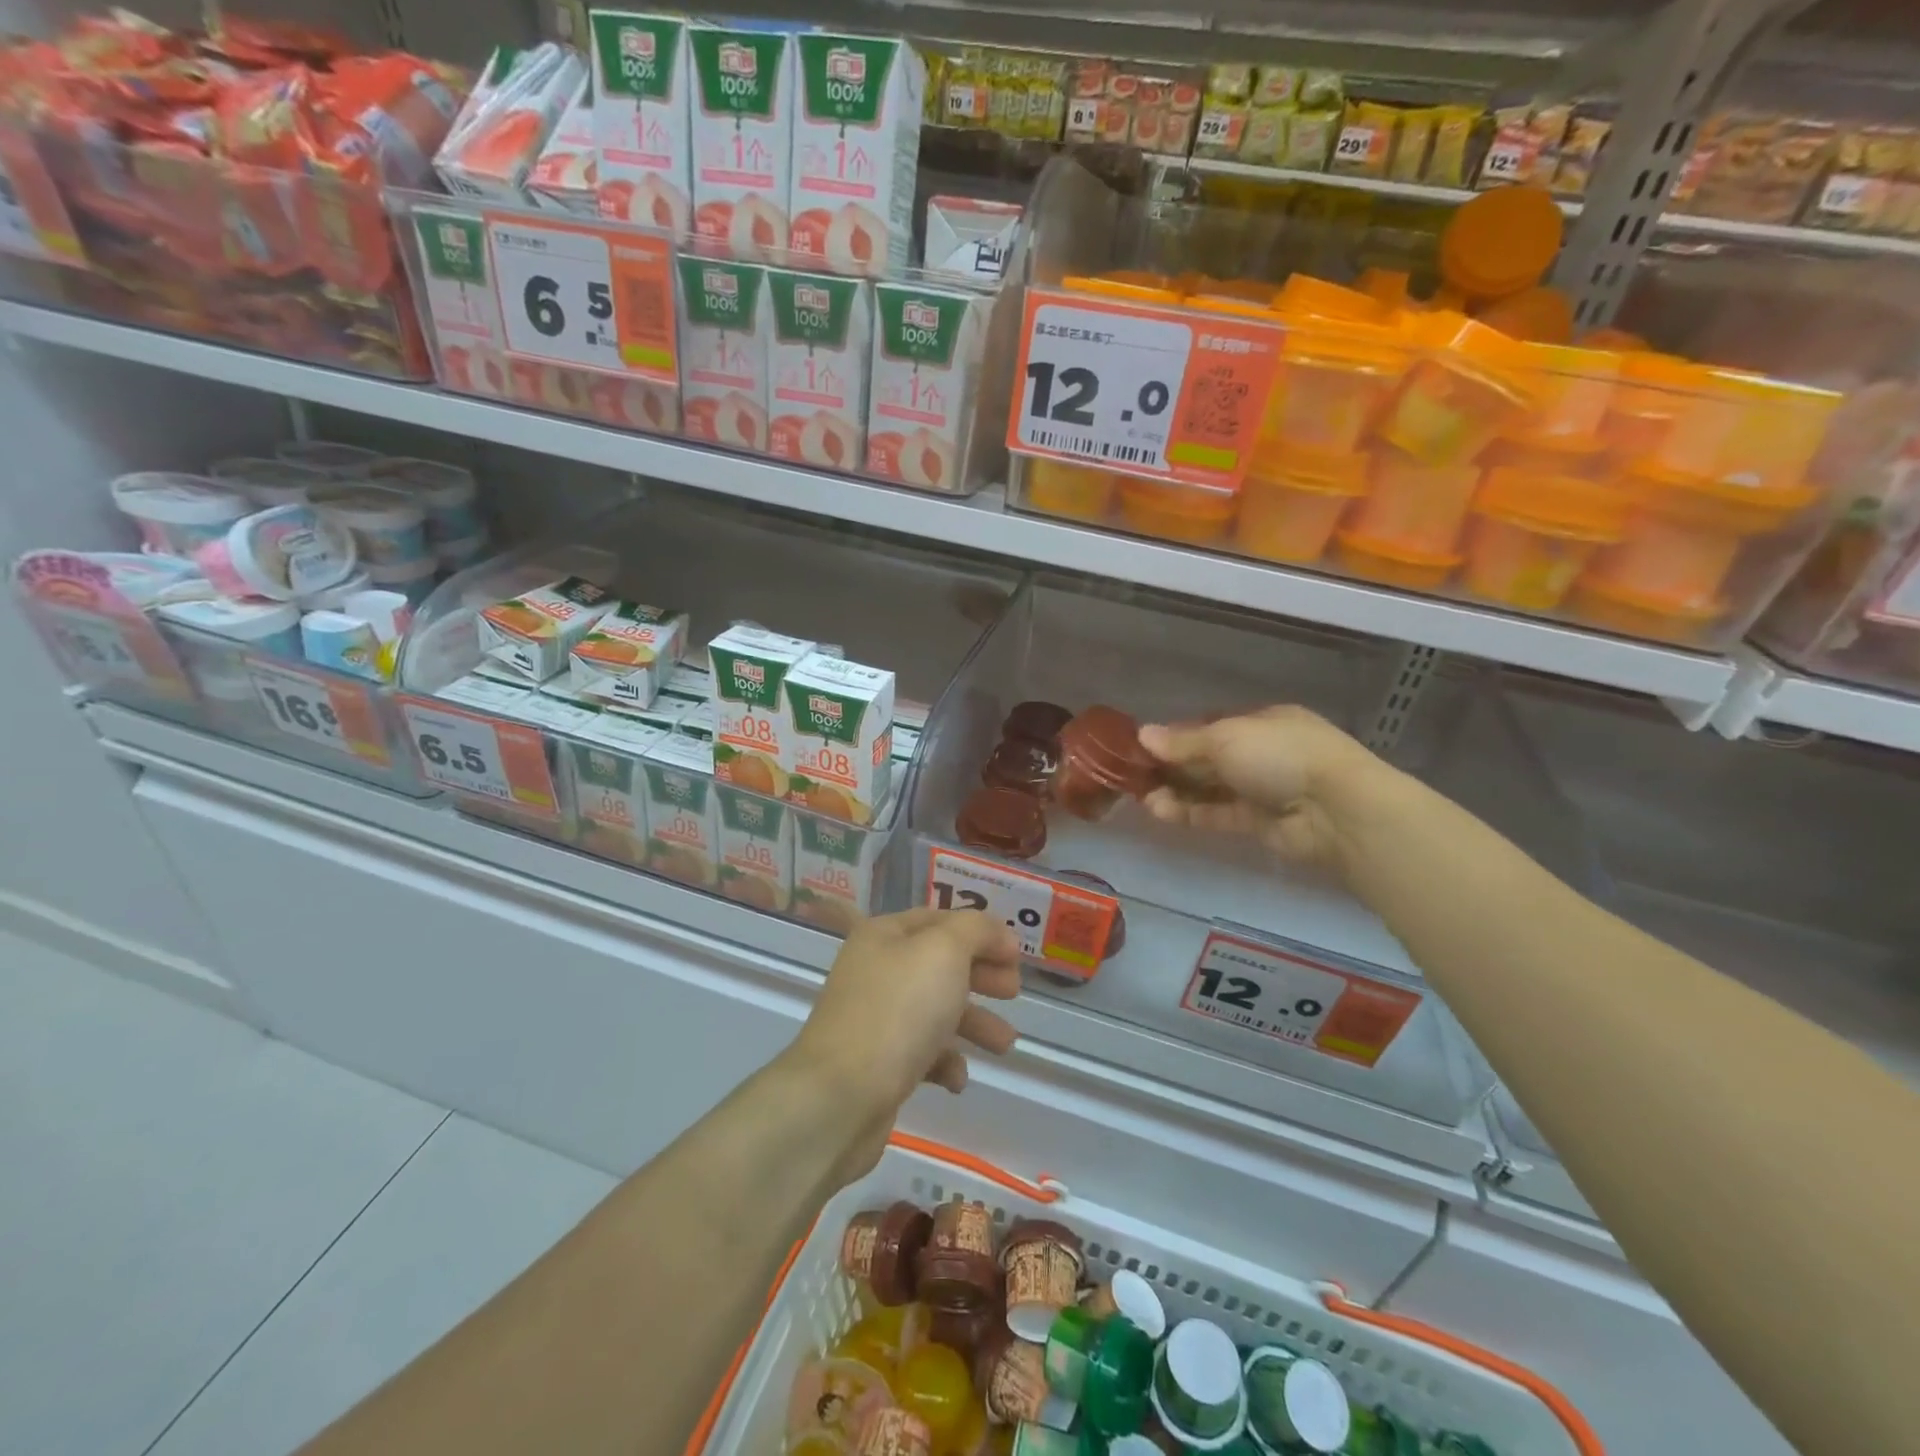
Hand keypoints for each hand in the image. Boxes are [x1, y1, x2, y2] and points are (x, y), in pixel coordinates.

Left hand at [794, 909, 1020, 1115]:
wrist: (841, 1096)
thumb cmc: (898, 1011)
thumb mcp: (944, 952)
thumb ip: (976, 930)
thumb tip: (998, 933)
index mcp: (884, 935)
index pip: (940, 920)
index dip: (981, 932)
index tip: (1016, 956)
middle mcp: (875, 970)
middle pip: (939, 965)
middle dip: (981, 976)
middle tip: (1013, 992)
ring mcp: (874, 1018)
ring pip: (934, 1011)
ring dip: (974, 1023)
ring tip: (1005, 1045)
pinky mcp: (876, 1064)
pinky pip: (920, 1053)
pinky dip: (945, 1062)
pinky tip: (957, 1079)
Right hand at [1137, 706, 1386, 873]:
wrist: (1336, 809)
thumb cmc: (1280, 755)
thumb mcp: (1225, 738)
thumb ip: (1182, 741)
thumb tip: (1142, 734)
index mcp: (1262, 722)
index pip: (1211, 727)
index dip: (1177, 736)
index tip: (1144, 747)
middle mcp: (1263, 753)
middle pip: (1208, 759)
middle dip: (1172, 766)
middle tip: (1135, 775)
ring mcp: (1263, 789)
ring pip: (1211, 789)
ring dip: (1177, 792)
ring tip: (1143, 797)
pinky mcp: (1260, 822)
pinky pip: (1219, 814)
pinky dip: (1191, 812)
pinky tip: (1161, 811)